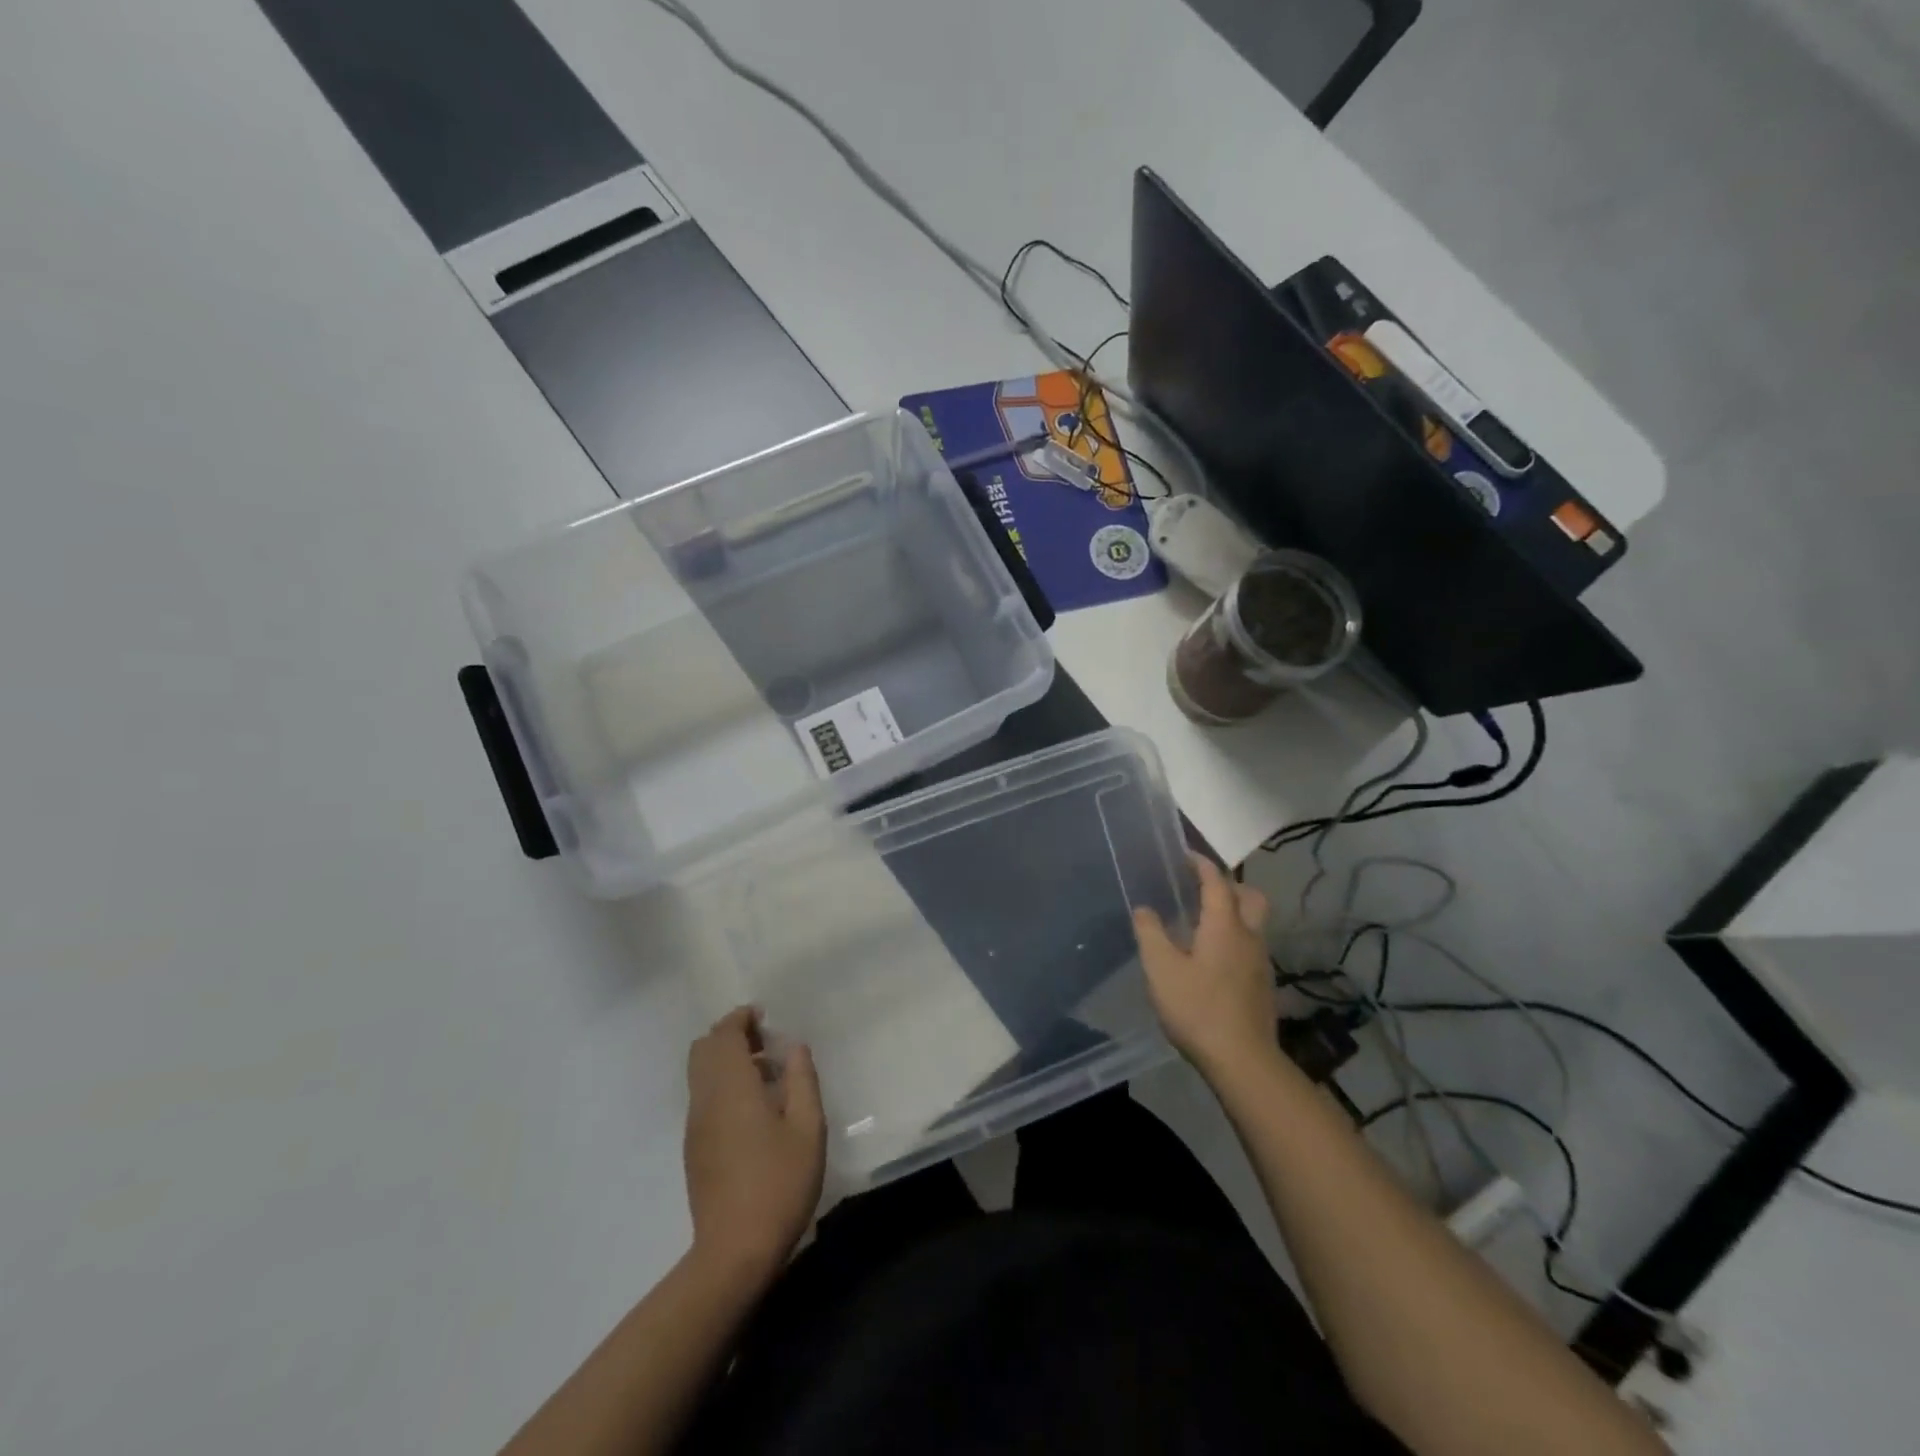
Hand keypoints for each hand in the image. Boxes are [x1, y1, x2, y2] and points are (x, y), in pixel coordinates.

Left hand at [684, 1007, 825, 1281]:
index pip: (723, 1035)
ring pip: (700, 1074)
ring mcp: (695, 1126)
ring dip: (726, 1061)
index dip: (740, 1018)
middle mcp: (706, 1099)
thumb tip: (794, 1047)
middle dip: (730, 1035)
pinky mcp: (694, 1149)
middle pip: (703, 1049)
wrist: (734, 1252)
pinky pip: (702, 1097)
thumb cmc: (779, 1184)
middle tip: (764, 1042)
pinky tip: (752, 1109)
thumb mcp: (808, 1128)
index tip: (764, 1017)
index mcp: (732, 1087)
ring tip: (765, 1074)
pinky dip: (721, 1084)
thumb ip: (802, 1080)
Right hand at [1134, 854, 1278, 1081]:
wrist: (1243, 1062)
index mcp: (1225, 926)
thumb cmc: (1198, 1009)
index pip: (1217, 881)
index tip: (1185, 855)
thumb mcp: (1161, 969)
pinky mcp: (1263, 985)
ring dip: (1233, 913)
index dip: (1201, 864)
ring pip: (1253, 923)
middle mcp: (1249, 936)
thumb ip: (1150, 933)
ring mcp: (1261, 962)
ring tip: (1201, 923)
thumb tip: (1144, 909)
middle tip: (1201, 888)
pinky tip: (1212, 959)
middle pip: (1250, 896)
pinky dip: (1234, 938)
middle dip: (1228, 885)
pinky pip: (1250, 946)